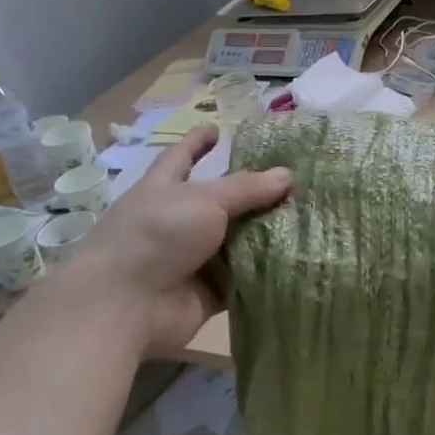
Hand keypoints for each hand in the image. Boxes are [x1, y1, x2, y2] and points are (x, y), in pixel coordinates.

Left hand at [67, 124, 291, 355]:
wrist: (124, 306)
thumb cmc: (158, 236)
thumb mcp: (205, 199)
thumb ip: (247, 188)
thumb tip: (287, 175)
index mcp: (164, 189)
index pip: (182, 157)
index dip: (197, 142)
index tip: (215, 129)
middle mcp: (177, 222)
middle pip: (220, 201)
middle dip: (252, 193)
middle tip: (293, 182)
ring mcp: (190, 259)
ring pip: (235, 240)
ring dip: (266, 233)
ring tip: (310, 218)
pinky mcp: (206, 292)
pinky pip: (242, 278)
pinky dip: (265, 271)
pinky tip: (301, 258)